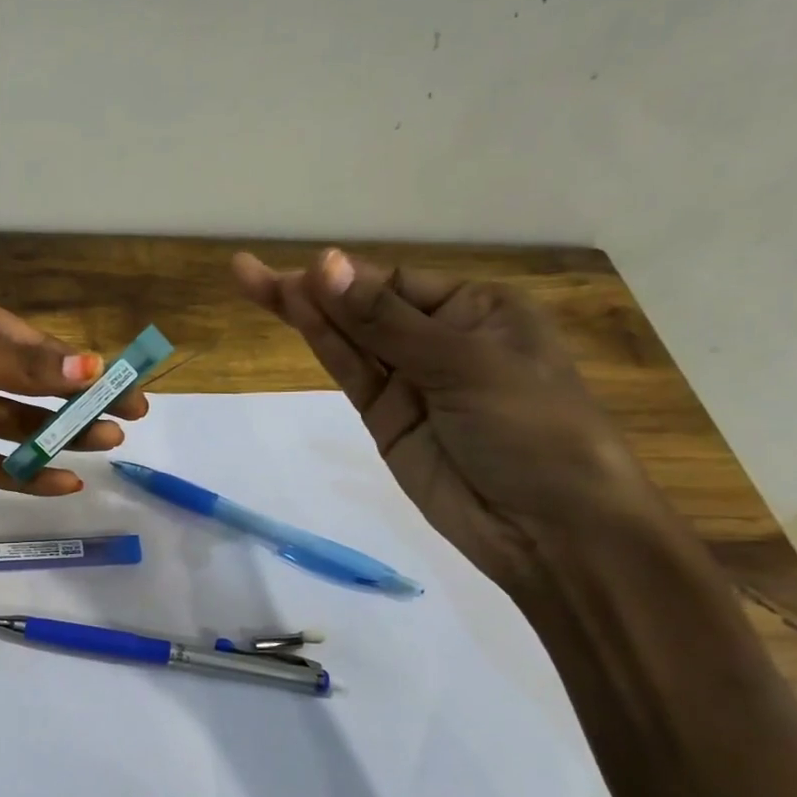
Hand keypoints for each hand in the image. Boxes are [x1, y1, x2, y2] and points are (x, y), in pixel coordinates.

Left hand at [0, 281, 147, 528]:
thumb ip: (18, 366)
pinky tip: (60, 482)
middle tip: (126, 421)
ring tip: (104, 447)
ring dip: (55, 436)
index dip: (78, 364)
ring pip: (10, 424)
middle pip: (27, 384)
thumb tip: (94, 369)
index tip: (123, 383)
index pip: (31, 342)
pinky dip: (19, 472)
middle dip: (76, 402)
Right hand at [233, 247, 664, 592]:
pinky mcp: (386, 420)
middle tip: (246, 271)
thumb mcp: (464, 363)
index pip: (398, 282)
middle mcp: (442, 339)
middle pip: (365, 307)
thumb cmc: (531, 428)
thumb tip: (326, 266)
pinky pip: (352, 375)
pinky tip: (295, 319)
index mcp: (479, 310)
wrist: (550, 529)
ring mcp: (410, 382)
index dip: (348, 277)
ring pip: (350, 339)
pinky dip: (324, 346)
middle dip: (312, 288)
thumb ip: (386, 321)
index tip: (304, 272)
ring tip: (252, 283)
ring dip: (306, 312)